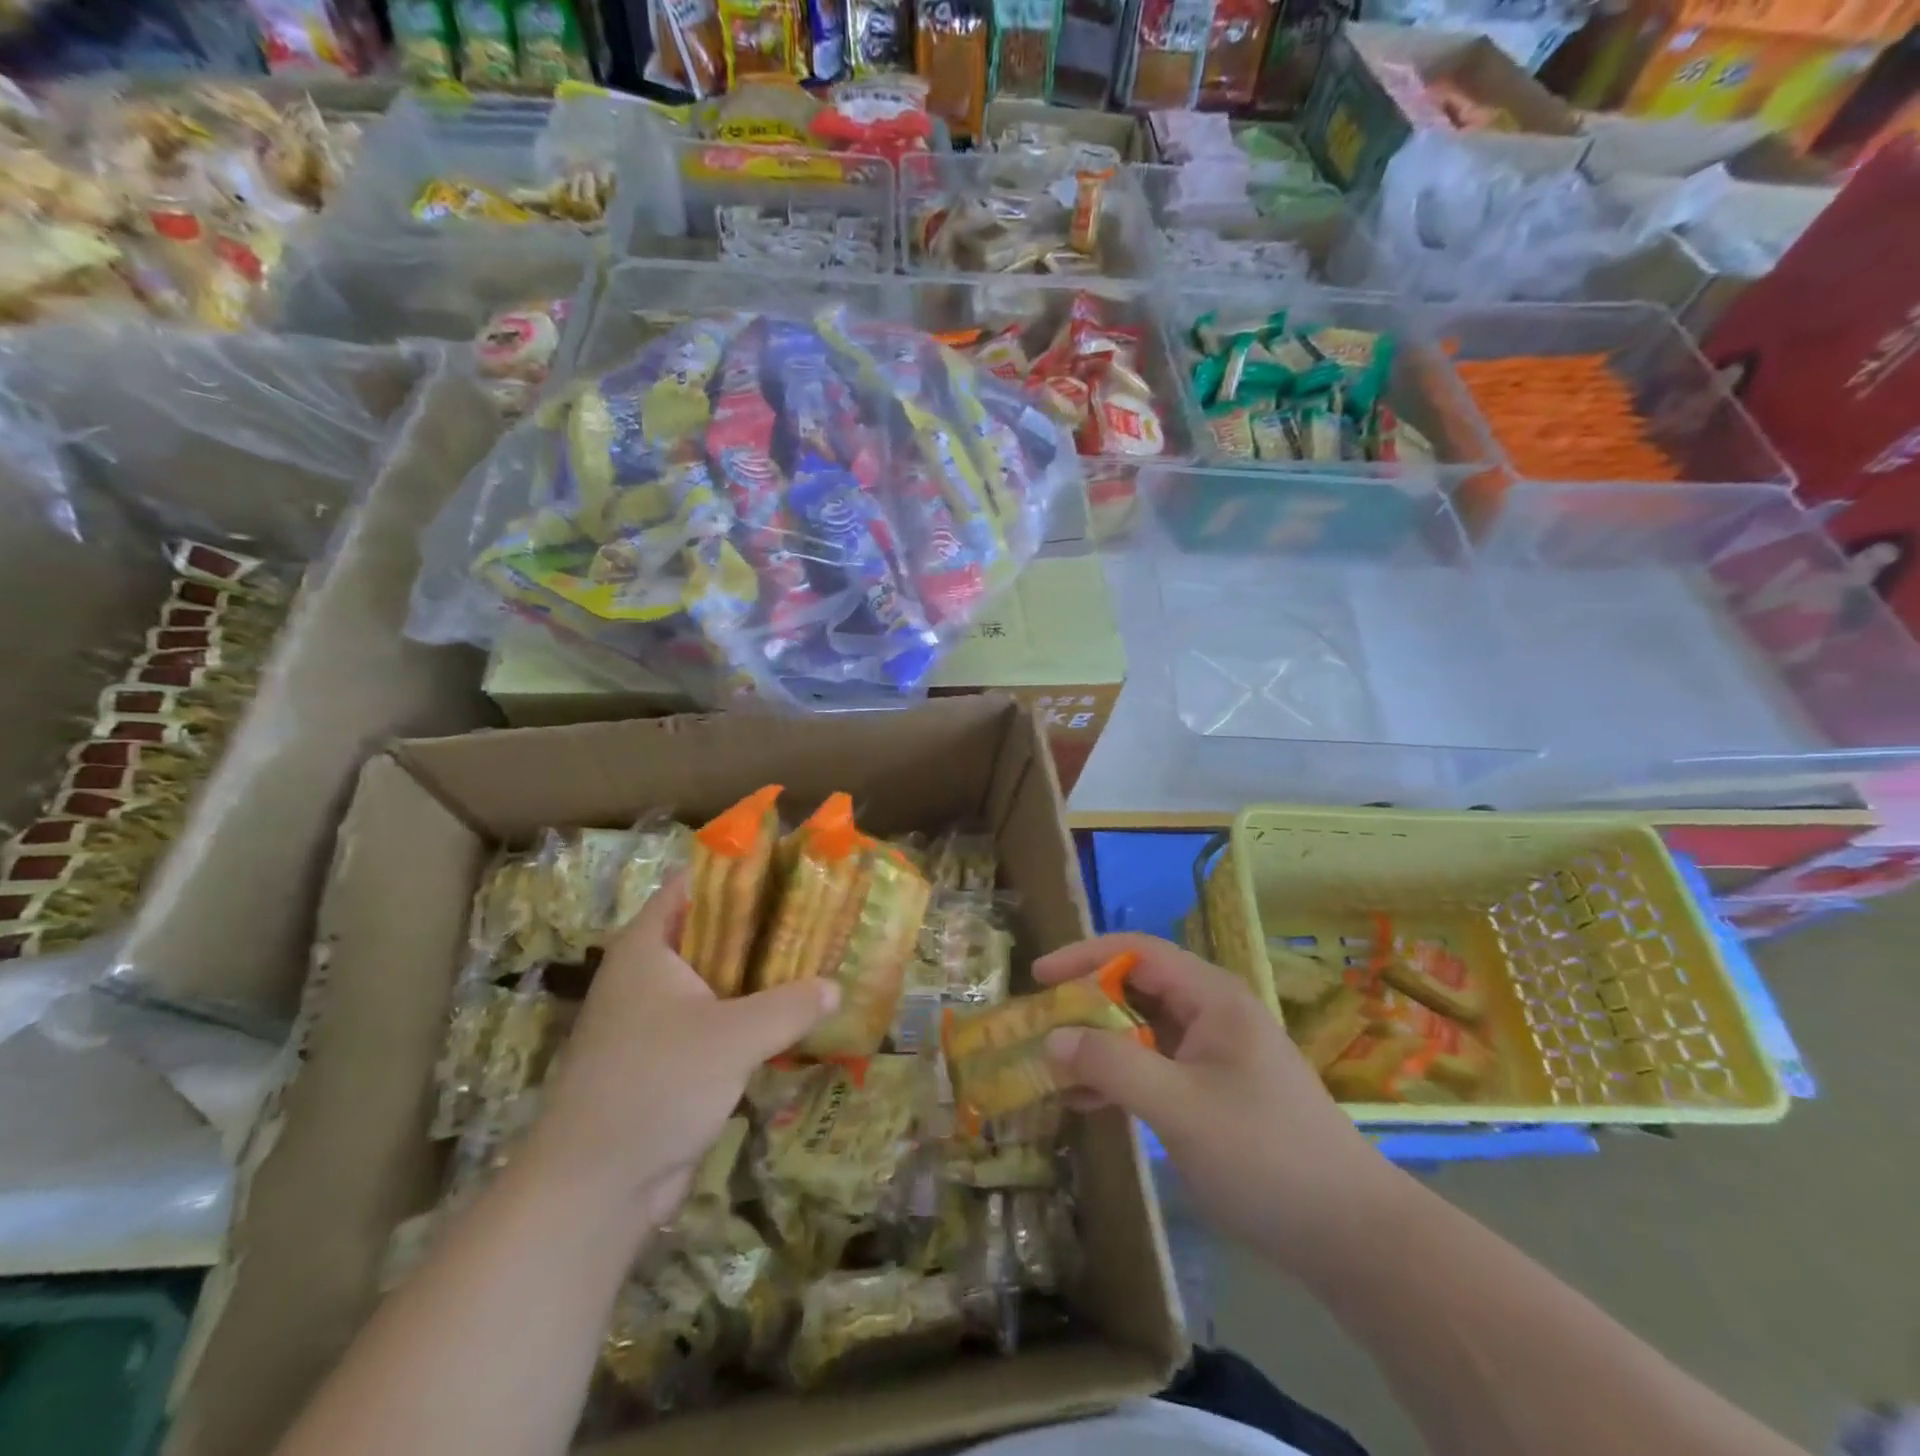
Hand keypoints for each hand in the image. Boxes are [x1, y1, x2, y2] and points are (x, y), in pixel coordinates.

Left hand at [523, 874, 837, 1233]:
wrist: (595, 1188)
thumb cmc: (656, 1085)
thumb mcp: (734, 1037)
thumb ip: (791, 1005)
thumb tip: (835, 986)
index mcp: (649, 946)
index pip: (694, 883)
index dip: (740, 869)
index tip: (792, 866)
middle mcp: (650, 973)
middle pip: (713, 930)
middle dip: (765, 924)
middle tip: (819, 915)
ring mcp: (657, 1017)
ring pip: (720, 978)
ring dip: (762, 974)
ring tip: (819, 960)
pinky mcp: (669, 1058)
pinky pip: (719, 1020)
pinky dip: (752, 1015)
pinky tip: (795, 1018)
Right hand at [1038, 933, 1399, 1271]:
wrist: (1351, 1235)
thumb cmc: (1264, 1153)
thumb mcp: (1179, 1107)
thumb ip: (1111, 1065)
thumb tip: (1052, 1038)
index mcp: (1211, 996)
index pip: (1136, 952)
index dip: (1084, 956)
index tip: (1038, 976)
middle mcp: (1211, 1013)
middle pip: (1136, 987)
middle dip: (1085, 1002)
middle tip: (1039, 1023)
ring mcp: (1213, 1054)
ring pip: (1141, 1030)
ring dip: (1097, 1043)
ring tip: (1050, 1065)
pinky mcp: (1212, 1091)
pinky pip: (1153, 1067)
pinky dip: (1118, 1077)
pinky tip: (1084, 1102)